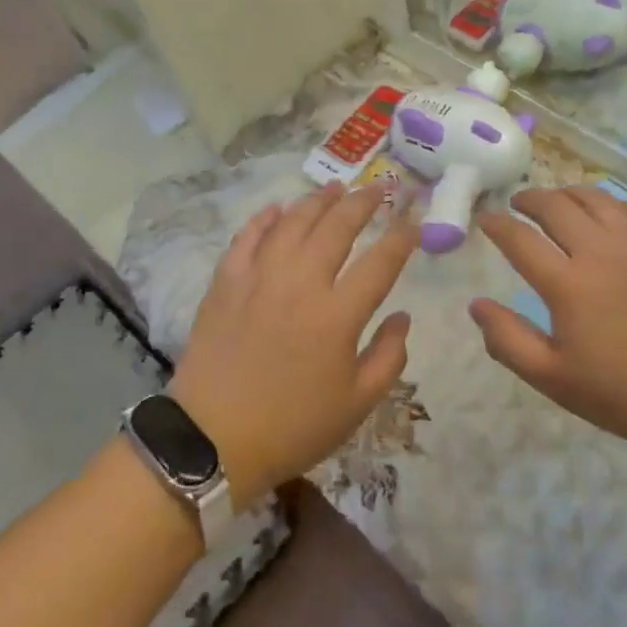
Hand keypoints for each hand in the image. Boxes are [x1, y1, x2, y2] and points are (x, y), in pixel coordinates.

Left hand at [168, 184, 416, 506]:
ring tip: (336, 187)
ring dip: (318, 200)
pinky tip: (278, 209)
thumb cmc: (292, 427)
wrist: (212, 440)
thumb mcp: (356, 405)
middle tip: (379, 187)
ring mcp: (259, 277)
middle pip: (337, 227)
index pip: (380, 262)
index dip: (402, 237)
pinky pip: (248, 237)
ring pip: (293, 222)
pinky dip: (265, 219)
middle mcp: (300, 283)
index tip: (413, 220)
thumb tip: (402, 316)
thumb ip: (388, 357)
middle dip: (364, 202)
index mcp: (337, 315)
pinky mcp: (226, 282)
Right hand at [469, 187, 626, 456]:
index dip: (497, 225)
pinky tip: (610, 216)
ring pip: (595, 198)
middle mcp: (600, 250)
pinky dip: (612, 205)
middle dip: (529, 199)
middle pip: (555, 206)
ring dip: (568, 194)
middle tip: (518, 204)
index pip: (519, 239)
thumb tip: (476, 305)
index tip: (485, 219)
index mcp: (567, 284)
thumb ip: (508, 341)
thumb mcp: (555, 379)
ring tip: (558, 201)